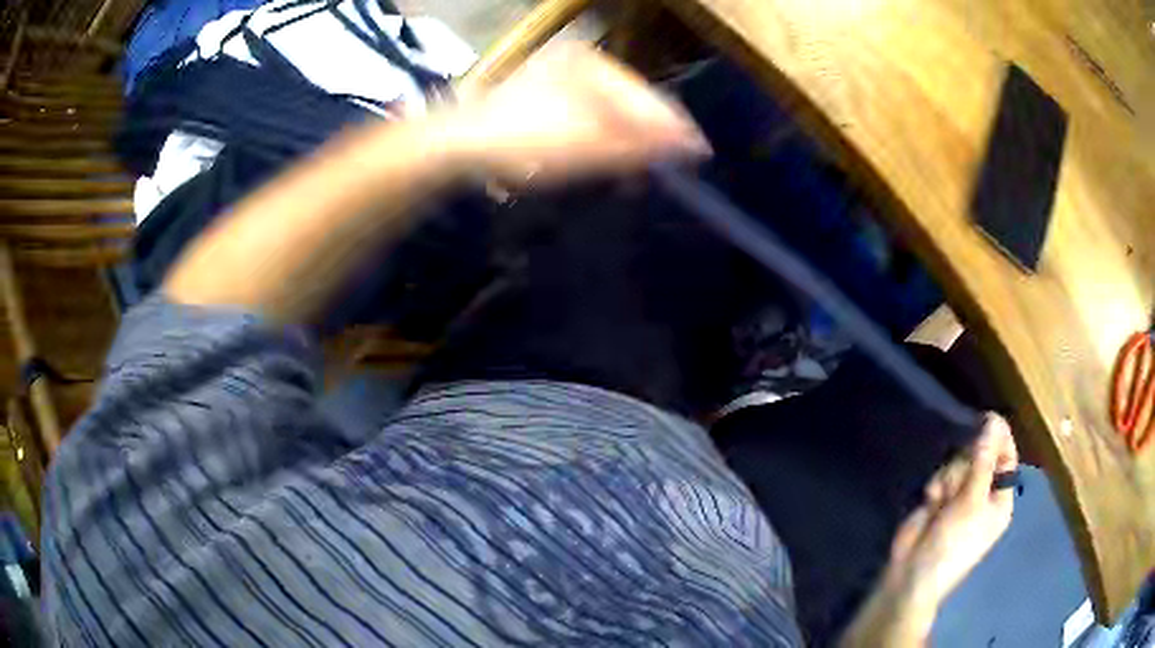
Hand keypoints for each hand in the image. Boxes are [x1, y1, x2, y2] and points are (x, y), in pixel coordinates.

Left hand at [455, 43, 711, 185]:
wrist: (459, 147)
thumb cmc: (523, 142)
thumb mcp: (587, 147)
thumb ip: (641, 144)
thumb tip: (691, 144)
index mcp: (591, 63)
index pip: (648, 97)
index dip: (674, 129)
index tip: (698, 158)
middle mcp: (581, 63)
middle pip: (632, 102)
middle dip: (649, 137)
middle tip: (666, 170)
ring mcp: (564, 77)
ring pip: (614, 110)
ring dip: (628, 141)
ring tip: (638, 171)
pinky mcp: (552, 95)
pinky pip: (593, 115)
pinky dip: (604, 138)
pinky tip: (608, 158)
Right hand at [840, 415, 1017, 646]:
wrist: (913, 573)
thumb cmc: (953, 542)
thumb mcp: (972, 501)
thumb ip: (983, 460)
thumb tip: (994, 420)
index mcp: (1000, 499)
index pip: (1007, 458)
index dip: (999, 438)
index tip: (988, 418)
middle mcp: (983, 495)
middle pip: (981, 456)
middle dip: (967, 464)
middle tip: (959, 482)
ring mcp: (961, 498)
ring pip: (959, 464)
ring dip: (949, 477)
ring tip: (941, 498)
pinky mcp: (940, 499)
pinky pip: (942, 475)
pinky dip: (936, 486)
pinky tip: (931, 501)